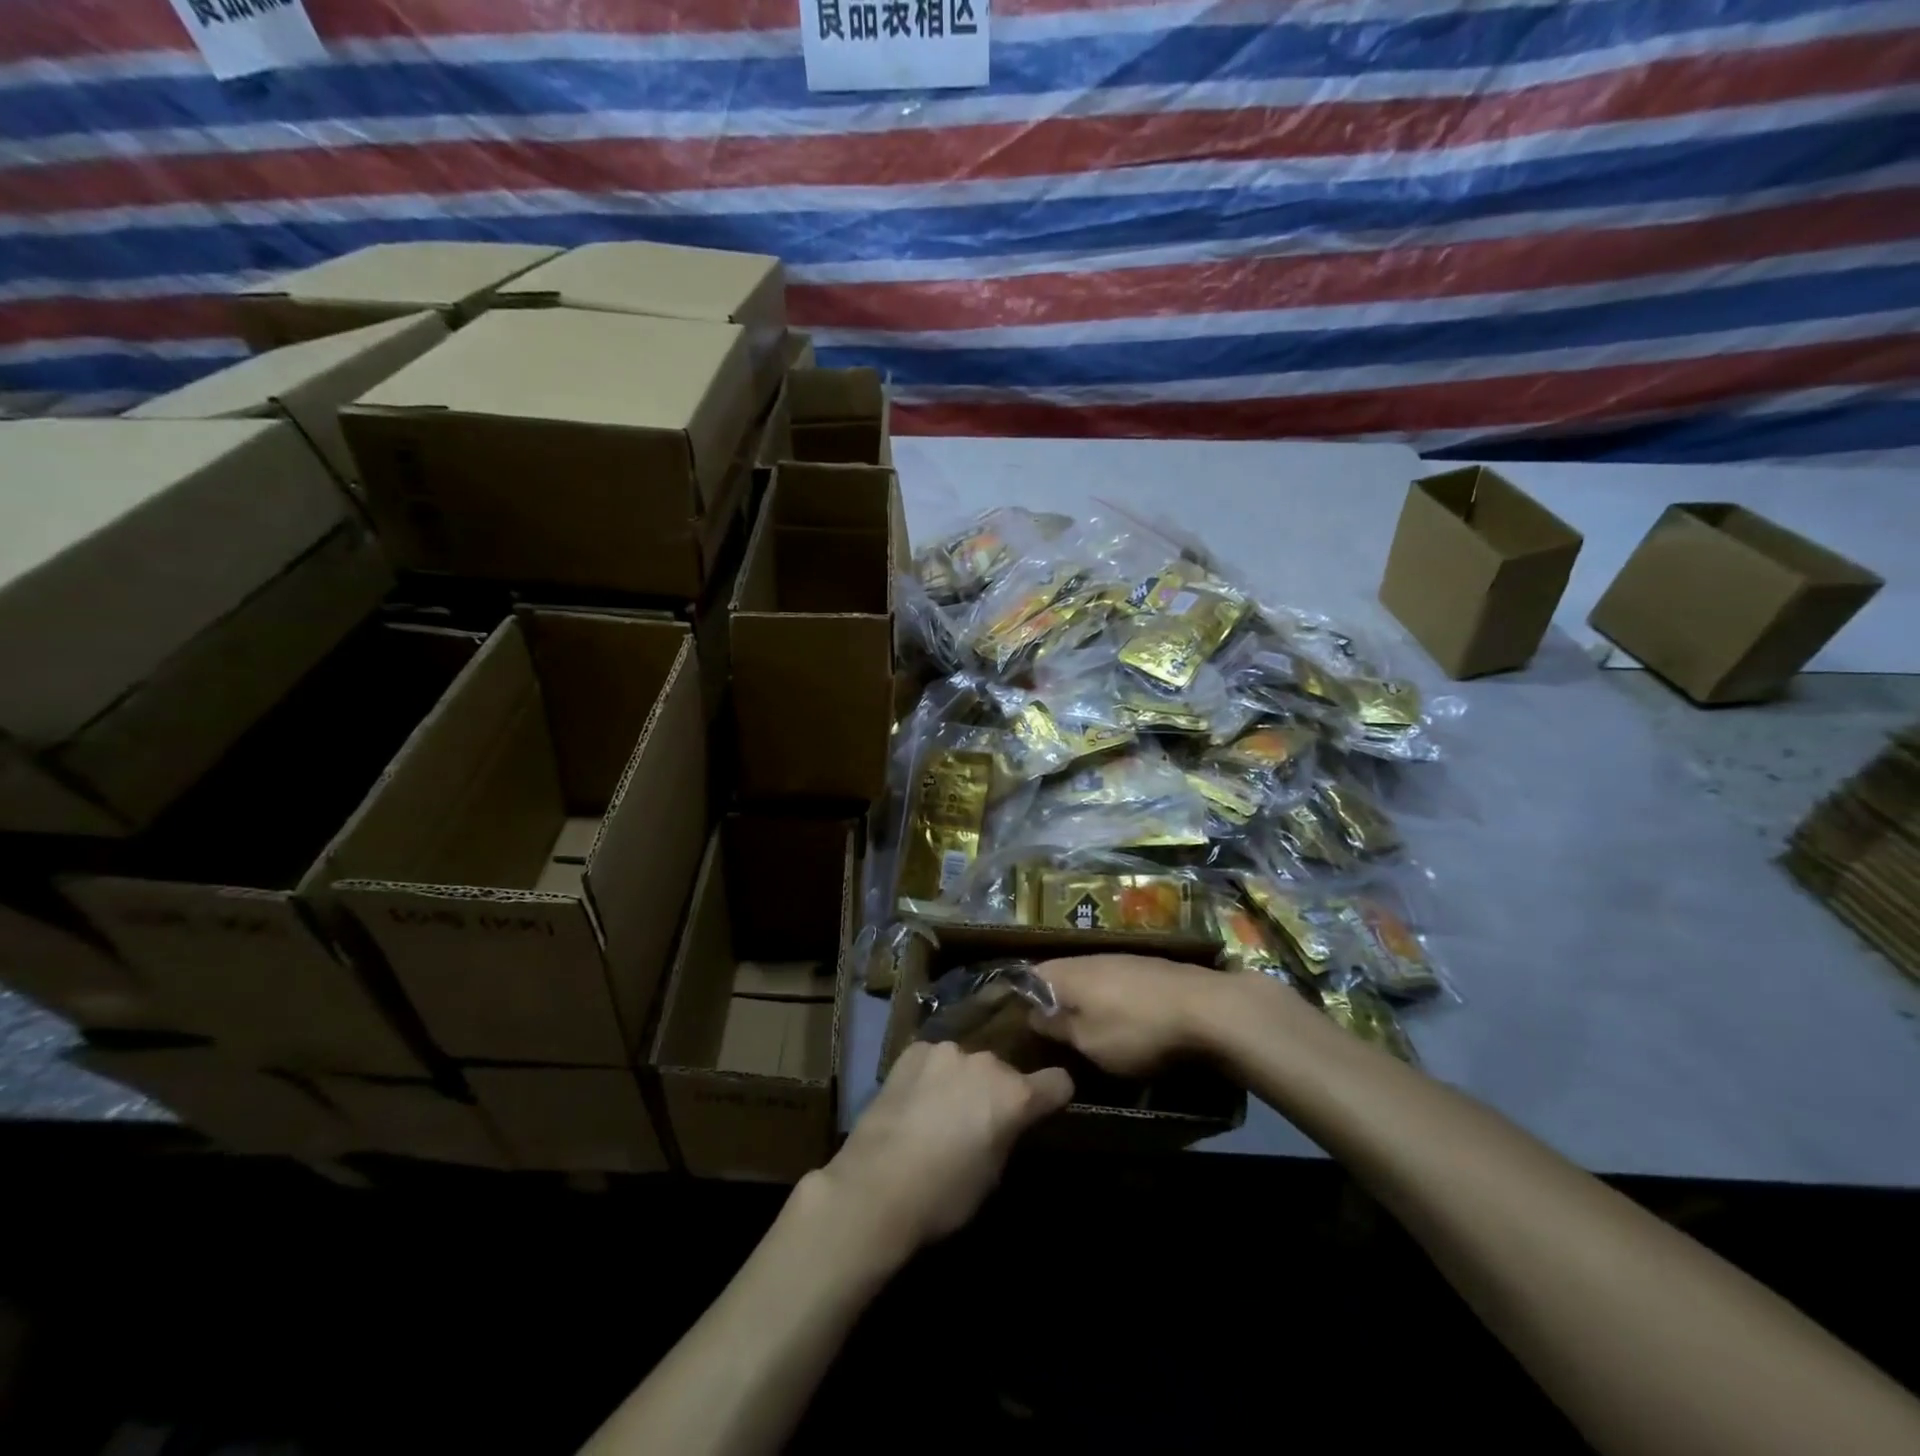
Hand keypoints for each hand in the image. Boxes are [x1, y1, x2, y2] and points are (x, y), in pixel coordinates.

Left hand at [818, 1041, 1072, 1262]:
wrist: (876, 1186)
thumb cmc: (943, 1195)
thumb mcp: (992, 1174)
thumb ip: (1007, 1134)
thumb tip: (1005, 1123)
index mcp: (1014, 1095)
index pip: (1058, 1082)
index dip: (1053, 1097)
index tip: (1044, 1109)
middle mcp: (986, 1061)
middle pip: (1005, 1072)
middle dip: (997, 1092)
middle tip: (977, 1122)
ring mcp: (947, 1050)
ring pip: (968, 1063)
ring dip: (963, 1081)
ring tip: (940, 1111)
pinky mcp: (913, 1050)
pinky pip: (934, 1059)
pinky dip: (932, 1075)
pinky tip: (914, 1100)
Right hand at [1028, 954, 1245, 1075]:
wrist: (1208, 1009)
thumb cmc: (1136, 1029)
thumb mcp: (1088, 1042)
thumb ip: (1057, 1027)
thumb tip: (1032, 1015)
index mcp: (1067, 972)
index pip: (1028, 977)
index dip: (1020, 999)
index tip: (1017, 1025)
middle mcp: (1089, 958)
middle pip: (1060, 976)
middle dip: (1054, 1002)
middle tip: (1050, 1033)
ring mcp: (1122, 960)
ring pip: (1090, 979)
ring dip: (1085, 1002)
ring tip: (1085, 1030)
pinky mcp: (1149, 969)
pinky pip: (1116, 984)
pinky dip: (1111, 1001)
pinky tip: (1121, 1021)